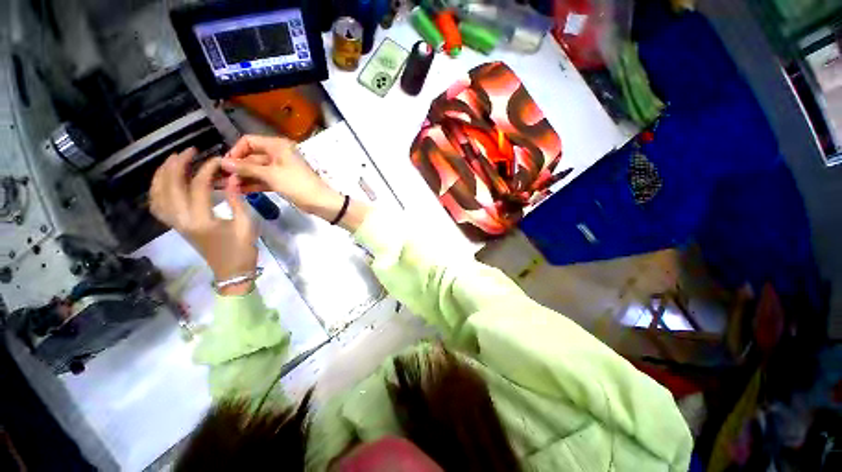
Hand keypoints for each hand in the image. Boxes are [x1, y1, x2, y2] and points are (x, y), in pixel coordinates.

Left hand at [150, 149, 257, 295]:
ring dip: (162, 175)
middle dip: (177, 164)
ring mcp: (176, 224)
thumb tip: (232, 178)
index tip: (219, 160)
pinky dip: (157, 190)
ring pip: (158, 195)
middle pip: (170, 186)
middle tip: (189, 151)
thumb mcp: (246, 224)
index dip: (207, 169)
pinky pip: (158, 206)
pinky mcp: (176, 227)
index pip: (198, 186)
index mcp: (202, 220)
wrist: (231, 272)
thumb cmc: (243, 249)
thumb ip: (237, 200)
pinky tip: (165, 182)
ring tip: (172, 160)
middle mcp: (182, 220)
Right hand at [221, 135, 343, 220]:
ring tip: (227, 187)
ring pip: (257, 170)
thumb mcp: (271, 175)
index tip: (225, 165)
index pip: (249, 141)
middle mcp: (278, 154)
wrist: (320, 201)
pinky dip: (253, 184)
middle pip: (252, 157)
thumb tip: (224, 162)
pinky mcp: (283, 180)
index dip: (236, 151)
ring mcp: (280, 168)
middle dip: (237, 168)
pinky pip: (264, 179)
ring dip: (243, 177)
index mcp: (278, 146)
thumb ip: (246, 168)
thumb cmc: (297, 184)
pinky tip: (240, 191)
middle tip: (222, 180)